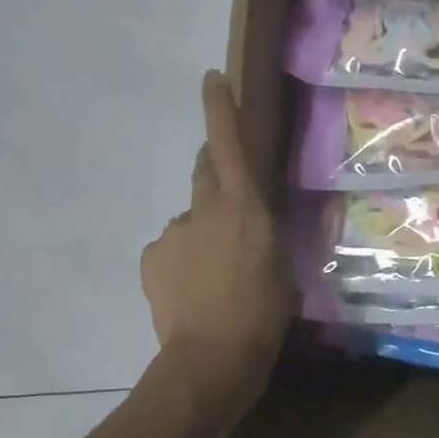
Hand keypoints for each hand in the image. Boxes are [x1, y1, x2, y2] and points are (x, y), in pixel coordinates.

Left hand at [141, 72, 294, 398]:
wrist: (211, 360)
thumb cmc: (263, 314)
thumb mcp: (286, 272)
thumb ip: (274, 239)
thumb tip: (268, 225)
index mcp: (244, 207)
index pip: (229, 145)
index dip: (219, 108)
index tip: (210, 78)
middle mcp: (203, 210)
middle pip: (205, 173)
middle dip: (217, 175)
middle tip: (232, 207)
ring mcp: (173, 233)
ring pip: (191, 221)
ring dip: (203, 234)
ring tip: (215, 276)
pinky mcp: (152, 258)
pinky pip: (171, 249)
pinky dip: (182, 260)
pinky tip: (192, 291)